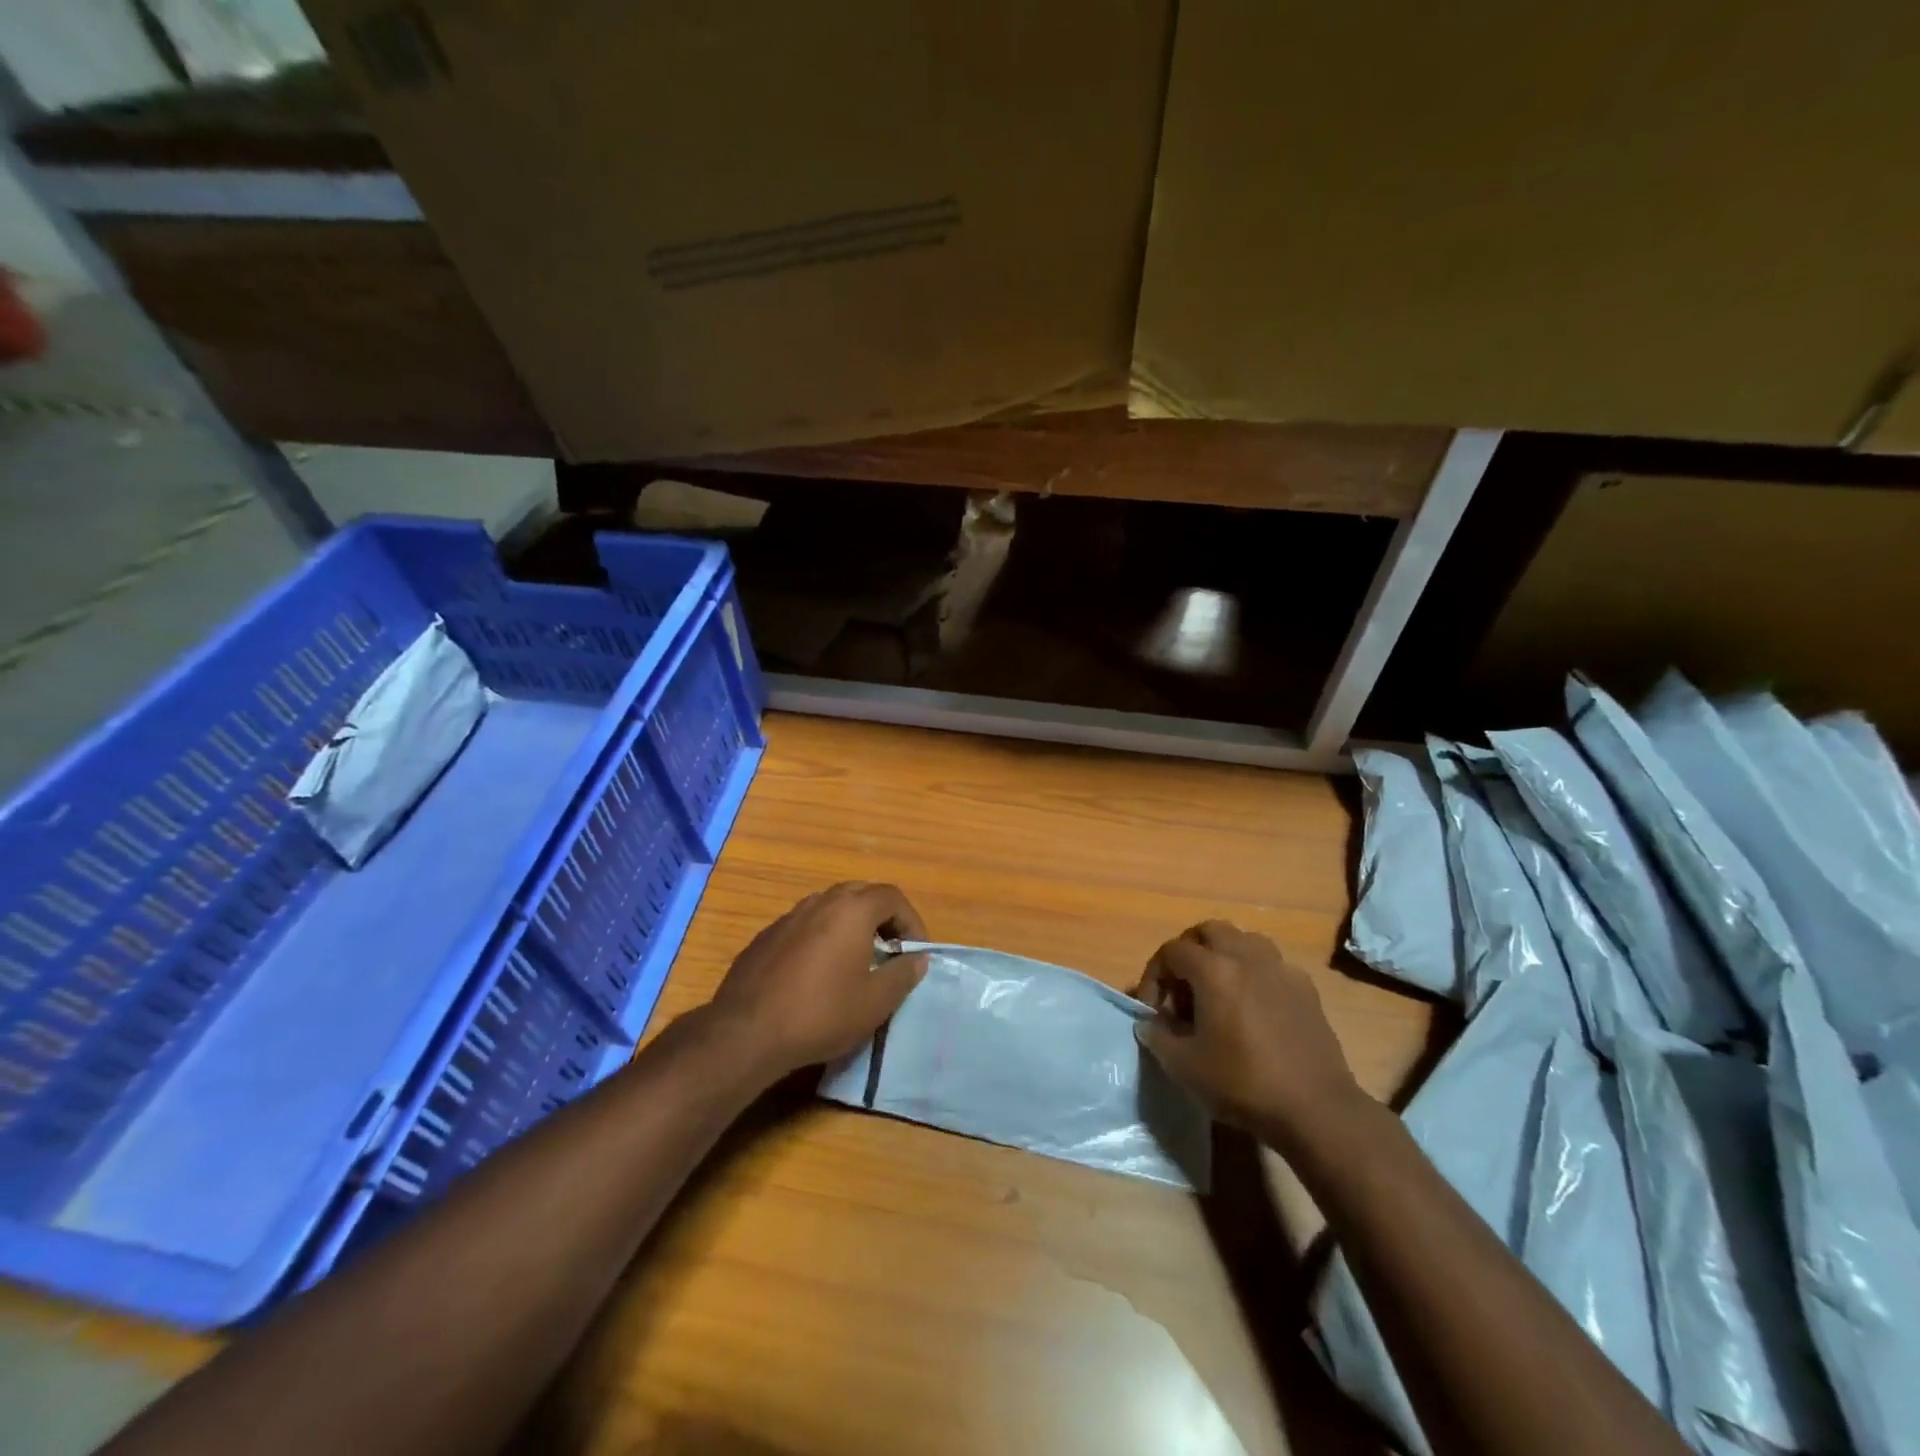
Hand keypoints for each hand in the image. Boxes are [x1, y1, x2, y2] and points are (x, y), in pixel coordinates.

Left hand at [706, 882, 928, 1079]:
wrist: (747, 1032)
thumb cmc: (821, 1013)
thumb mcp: (875, 1002)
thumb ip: (903, 974)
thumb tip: (918, 958)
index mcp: (851, 909)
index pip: (892, 897)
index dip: (911, 921)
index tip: (916, 952)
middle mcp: (820, 902)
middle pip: (861, 895)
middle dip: (882, 918)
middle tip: (891, 950)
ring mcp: (789, 917)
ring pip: (830, 908)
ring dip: (851, 926)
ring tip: (857, 961)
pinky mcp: (766, 937)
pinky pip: (805, 927)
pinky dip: (822, 939)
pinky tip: (818, 974)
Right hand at [1132, 921, 1369, 1155]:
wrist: (1316, 1109)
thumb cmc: (1243, 1084)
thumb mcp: (1183, 1067)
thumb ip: (1157, 1036)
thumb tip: (1149, 1023)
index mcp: (1214, 970)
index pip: (1172, 951)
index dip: (1154, 975)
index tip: (1153, 1009)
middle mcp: (1247, 957)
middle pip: (1209, 931)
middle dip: (1188, 952)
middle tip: (1182, 987)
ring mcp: (1281, 969)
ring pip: (1244, 940)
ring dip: (1223, 956)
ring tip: (1217, 991)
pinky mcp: (1306, 989)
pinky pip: (1271, 964)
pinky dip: (1253, 974)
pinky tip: (1253, 1008)